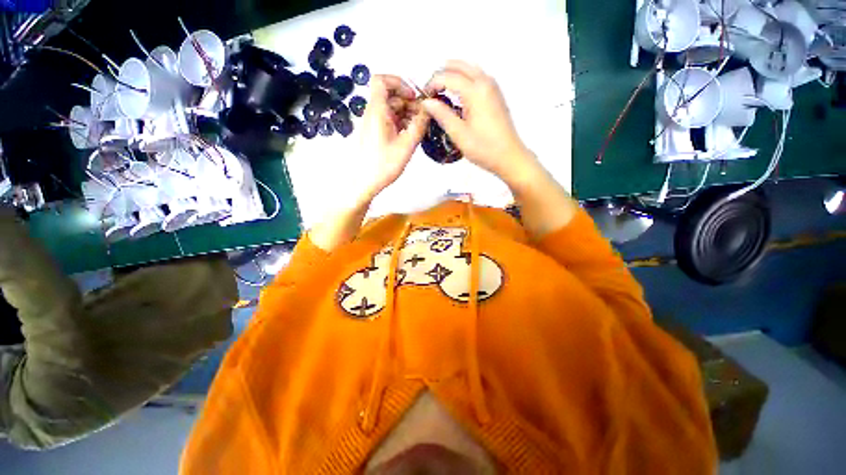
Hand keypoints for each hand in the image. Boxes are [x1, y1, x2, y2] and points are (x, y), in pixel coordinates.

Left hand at [358, 75, 428, 201]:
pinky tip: (409, 136)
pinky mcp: (374, 134)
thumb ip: (419, 125)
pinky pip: (388, 121)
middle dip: (408, 103)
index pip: (382, 80)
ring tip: (418, 129)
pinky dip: (400, 124)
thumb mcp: (406, 146)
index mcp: (377, 111)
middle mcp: (372, 113)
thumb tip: (429, 109)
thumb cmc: (383, 165)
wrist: (364, 183)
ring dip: (406, 114)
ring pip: (390, 109)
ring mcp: (372, 124)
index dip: (399, 83)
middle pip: (390, 96)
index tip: (413, 98)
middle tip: (423, 118)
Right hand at [423, 61, 539, 185]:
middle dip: (442, 74)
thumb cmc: (484, 148)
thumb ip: (442, 115)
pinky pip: (476, 77)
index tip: (424, 98)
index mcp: (476, 91)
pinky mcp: (495, 95)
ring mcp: (493, 87)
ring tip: (441, 93)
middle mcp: (485, 82)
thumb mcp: (459, 134)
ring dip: (453, 75)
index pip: (448, 76)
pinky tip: (457, 96)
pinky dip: (463, 80)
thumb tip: (427, 102)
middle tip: (431, 92)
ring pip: (469, 69)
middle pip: (459, 65)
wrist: (509, 157)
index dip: (432, 83)